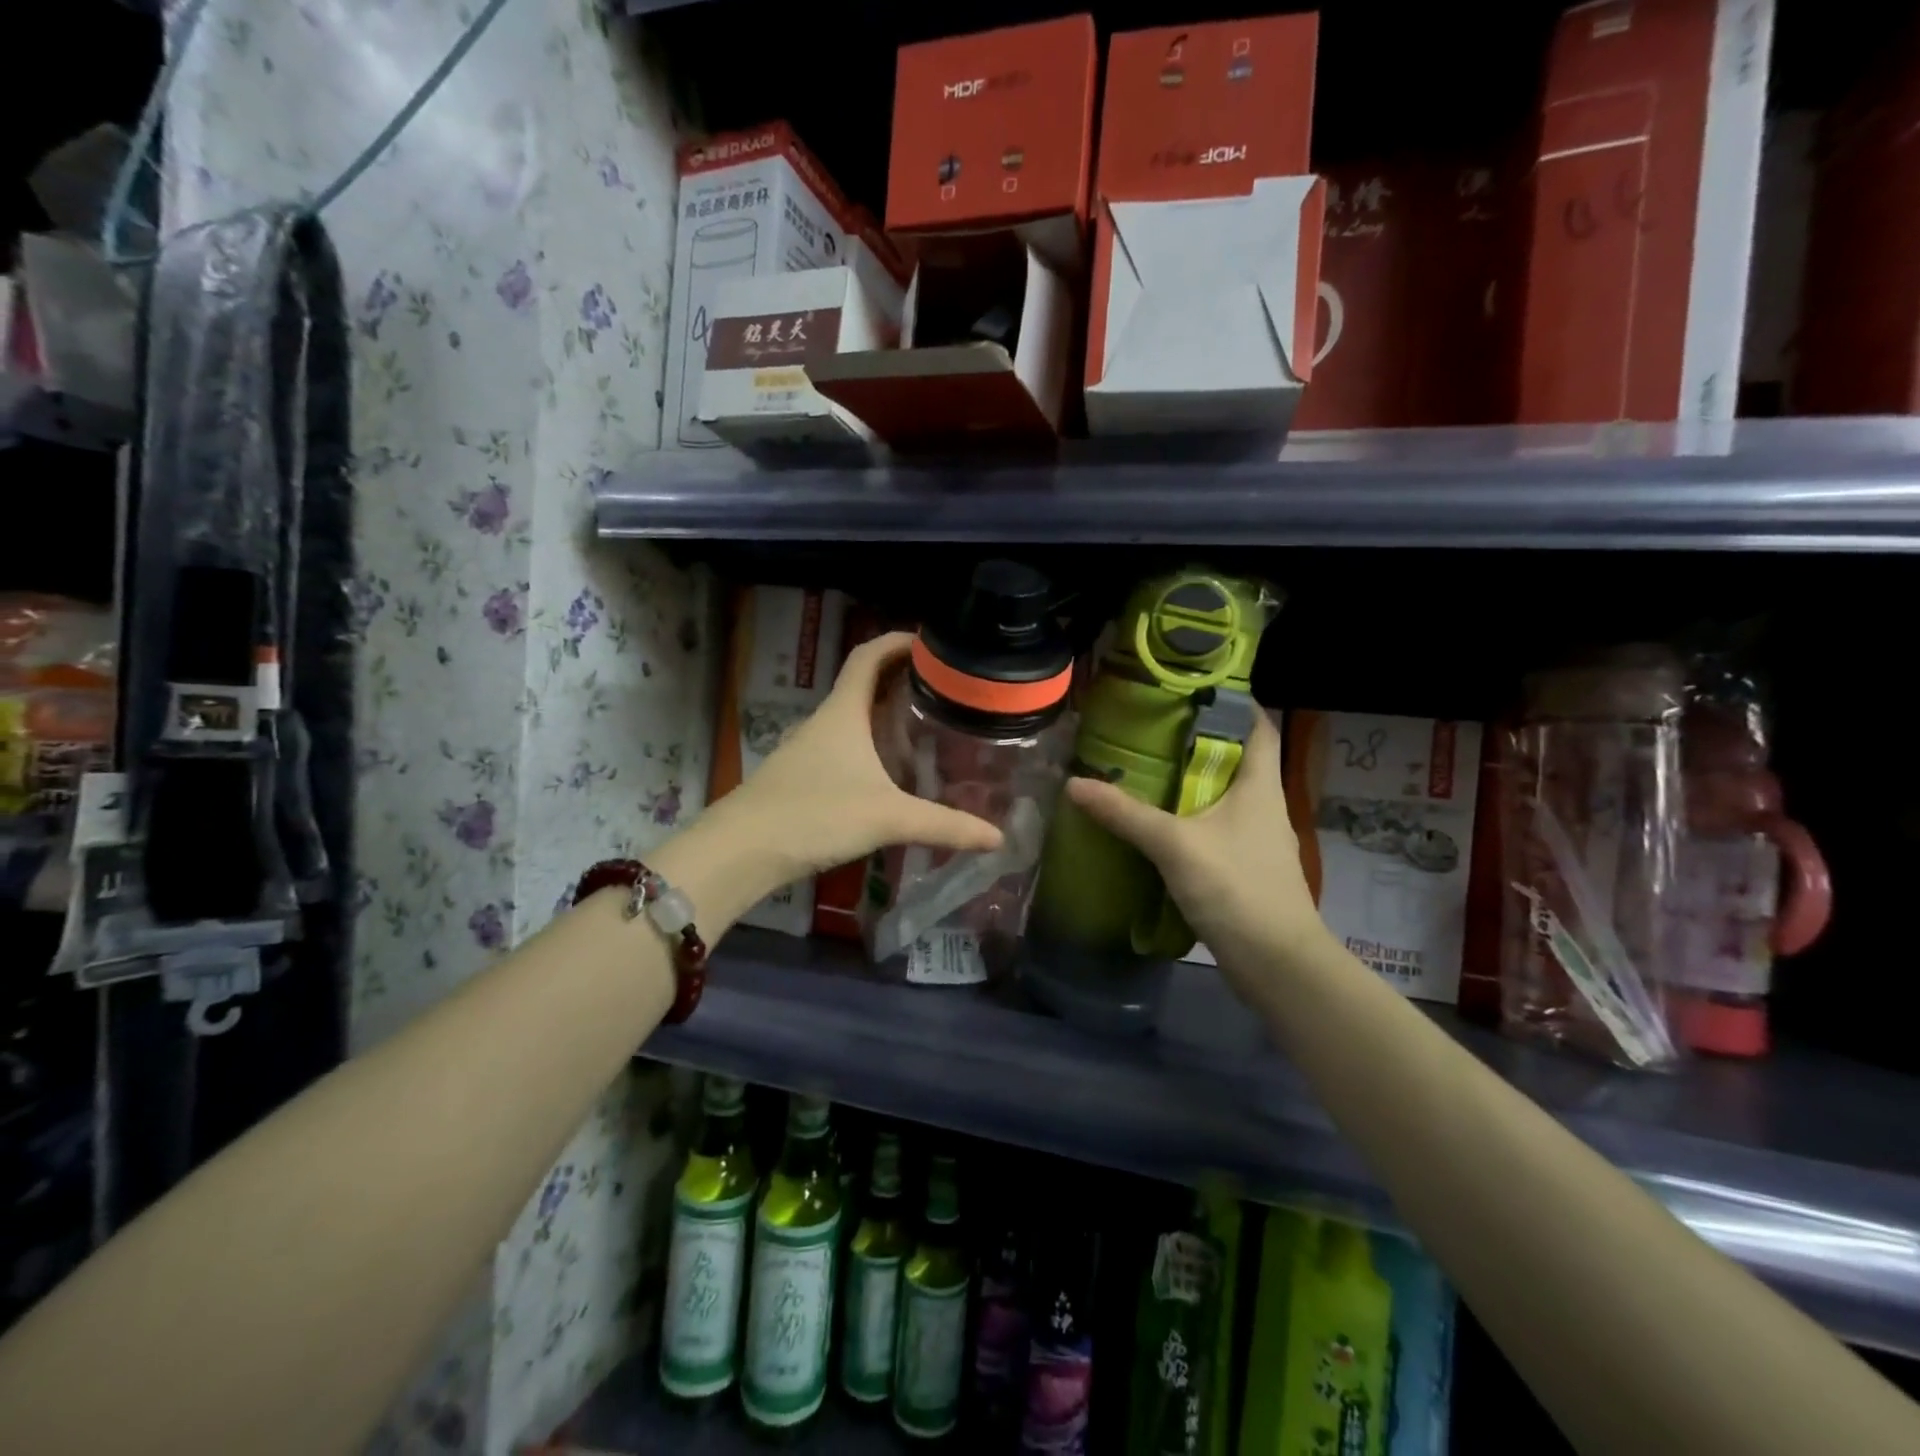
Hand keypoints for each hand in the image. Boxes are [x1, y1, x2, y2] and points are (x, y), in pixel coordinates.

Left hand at [710, 632, 1003, 889]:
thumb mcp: (888, 818)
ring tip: (923, 726)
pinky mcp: (800, 776)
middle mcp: (824, 721)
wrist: (742, 850)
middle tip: (942, 688)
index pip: (868, 655)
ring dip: (882, 714)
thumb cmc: (816, 814)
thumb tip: (998, 837)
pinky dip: (867, 746)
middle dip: (900, 678)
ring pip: (851, 718)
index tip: (931, 643)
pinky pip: (841, 747)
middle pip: (862, 683)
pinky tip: (886, 773)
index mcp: (843, 712)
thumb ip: (944, 826)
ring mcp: (808, 748)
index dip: (897, 641)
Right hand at [1062, 710, 1328, 989]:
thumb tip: (1075, 784)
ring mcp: (1257, 840)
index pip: (1259, 727)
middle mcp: (1264, 806)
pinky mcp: (1246, 869)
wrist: (1277, 964)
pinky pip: (1217, 830)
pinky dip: (1191, 820)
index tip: (1193, 691)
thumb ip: (1126, 814)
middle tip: (1151, 731)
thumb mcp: (1175, 845)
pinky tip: (1159, 827)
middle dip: (1199, 744)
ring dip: (1193, 784)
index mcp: (1261, 786)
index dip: (1234, 704)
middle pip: (1237, 760)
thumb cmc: (1237, 888)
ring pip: (1225, 797)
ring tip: (1147, 772)